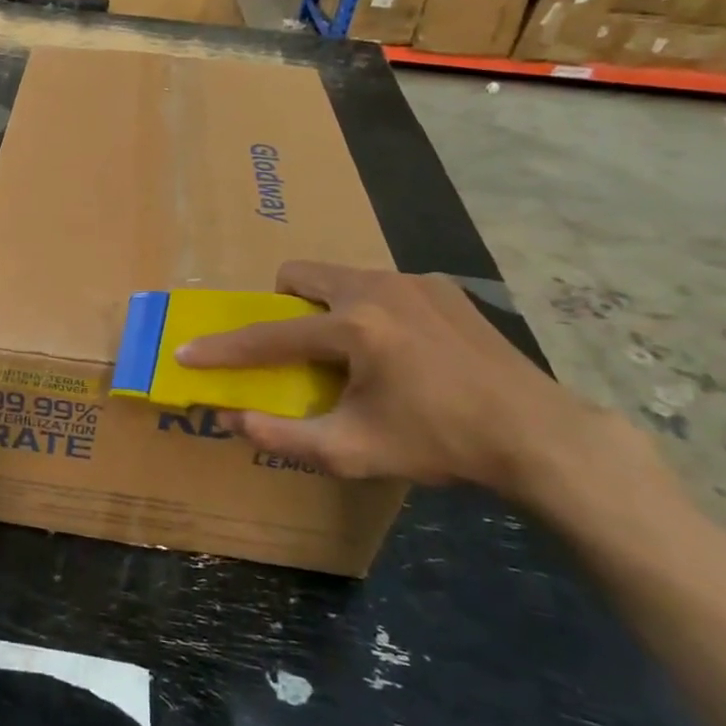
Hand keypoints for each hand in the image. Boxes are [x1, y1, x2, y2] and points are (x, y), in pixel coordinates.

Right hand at [175, 262, 652, 506]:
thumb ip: (284, 436)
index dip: (224, 348)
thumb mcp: (354, 451)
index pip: (269, 335)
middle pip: (300, 275)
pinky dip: (370, 309)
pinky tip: (402, 349)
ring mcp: (413, 281)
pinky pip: (381, 285)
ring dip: (327, 306)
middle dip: (283, 306)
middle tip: (297, 346)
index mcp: (354, 327)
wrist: (537, 434)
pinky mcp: (441, 286)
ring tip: (353, 351)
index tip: (188, 352)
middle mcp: (377, 288)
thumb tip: (232, 418)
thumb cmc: (439, 443)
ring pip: (342, 277)